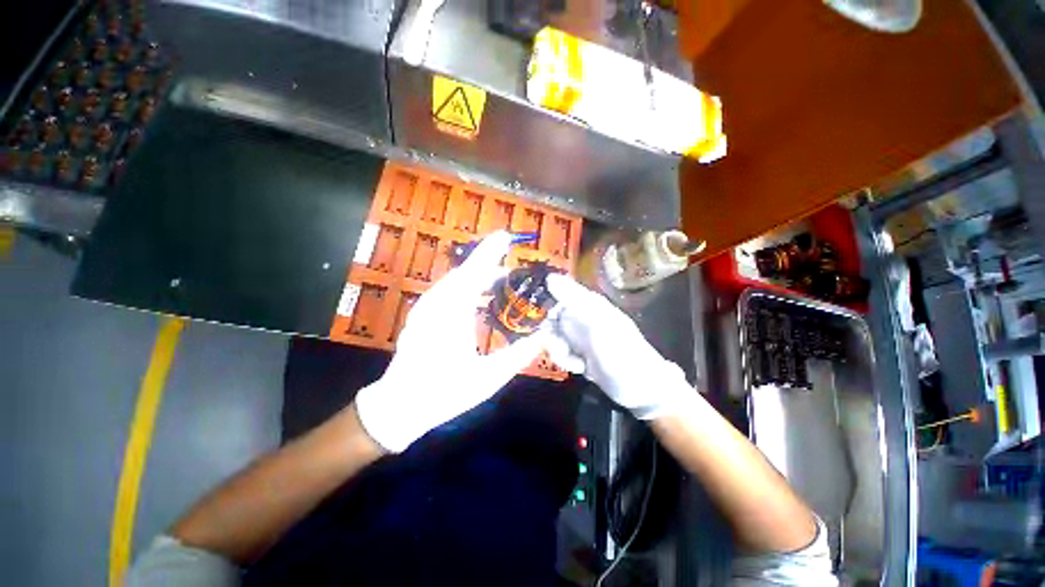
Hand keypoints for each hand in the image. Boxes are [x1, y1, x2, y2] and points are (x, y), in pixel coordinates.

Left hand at [355, 231, 547, 452]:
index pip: (473, 274)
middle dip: (487, 262)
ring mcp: (426, 308)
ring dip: (477, 274)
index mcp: (452, 314)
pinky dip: (466, 285)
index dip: (490, 253)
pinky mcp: (423, 314)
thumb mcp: (488, 377)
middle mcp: (436, 304)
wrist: (399, 406)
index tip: (505, 236)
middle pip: (464, 272)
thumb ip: (519, 355)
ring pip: (455, 281)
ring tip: (501, 277)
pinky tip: (479, 294)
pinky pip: (448, 291)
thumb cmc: (444, 392)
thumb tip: (543, 336)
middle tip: (512, 261)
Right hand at [544, 274, 691, 419]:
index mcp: (589, 304)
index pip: (559, 296)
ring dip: (559, 352)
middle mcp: (583, 318)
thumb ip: (573, 300)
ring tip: (574, 363)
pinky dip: (567, 361)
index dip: (550, 310)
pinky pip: (563, 353)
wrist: (640, 388)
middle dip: (552, 337)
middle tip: (559, 350)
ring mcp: (582, 337)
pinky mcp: (582, 354)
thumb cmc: (621, 352)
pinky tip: (579, 368)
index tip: (547, 326)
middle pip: (554, 320)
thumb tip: (550, 277)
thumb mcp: (597, 322)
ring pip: (556, 338)